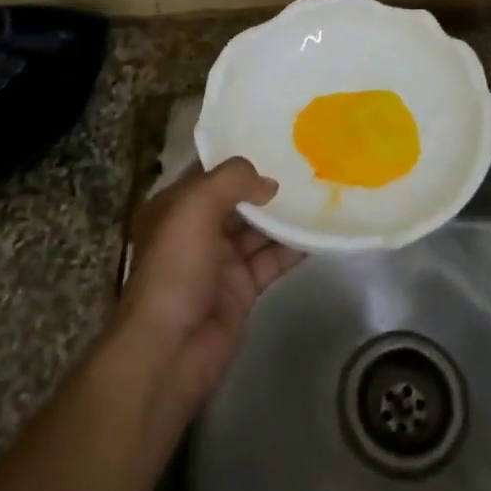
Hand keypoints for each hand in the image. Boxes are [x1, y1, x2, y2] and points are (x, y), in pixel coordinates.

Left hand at [115, 158, 304, 419]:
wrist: (171, 350)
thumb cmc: (175, 269)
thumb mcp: (194, 208)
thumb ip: (231, 180)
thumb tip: (268, 182)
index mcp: (174, 207)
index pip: (209, 172)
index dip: (238, 156)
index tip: (275, 139)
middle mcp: (196, 230)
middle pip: (237, 200)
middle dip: (266, 184)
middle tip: (308, 163)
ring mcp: (220, 261)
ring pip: (257, 229)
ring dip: (284, 215)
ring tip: (320, 192)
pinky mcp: (242, 289)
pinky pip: (271, 260)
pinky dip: (293, 247)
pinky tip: (319, 232)